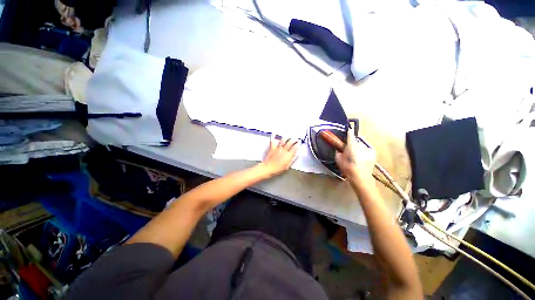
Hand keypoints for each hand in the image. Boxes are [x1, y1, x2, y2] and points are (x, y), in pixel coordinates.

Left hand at [260, 135, 300, 177]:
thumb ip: (293, 159)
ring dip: (287, 138)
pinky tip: (275, 133)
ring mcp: (278, 148)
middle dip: (294, 139)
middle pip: (290, 142)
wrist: (268, 168)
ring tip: (289, 137)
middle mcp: (284, 150)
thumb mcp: (288, 166)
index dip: (298, 144)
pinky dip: (274, 136)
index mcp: (288, 155)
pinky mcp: (272, 147)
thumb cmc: (278, 169)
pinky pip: (273, 140)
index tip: (300, 142)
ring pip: (283, 140)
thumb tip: (297, 154)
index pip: (295, 148)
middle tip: (296, 138)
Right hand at [335, 129, 375, 183]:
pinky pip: (366, 148)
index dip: (348, 131)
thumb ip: (338, 151)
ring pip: (362, 144)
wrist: (361, 178)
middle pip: (356, 140)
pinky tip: (361, 156)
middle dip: (353, 141)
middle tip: (349, 146)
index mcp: (352, 146)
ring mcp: (368, 149)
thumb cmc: (348, 168)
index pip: (350, 134)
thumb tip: (339, 149)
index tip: (347, 130)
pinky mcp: (373, 153)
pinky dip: (363, 150)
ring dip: (358, 146)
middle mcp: (361, 145)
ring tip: (355, 153)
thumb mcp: (338, 159)